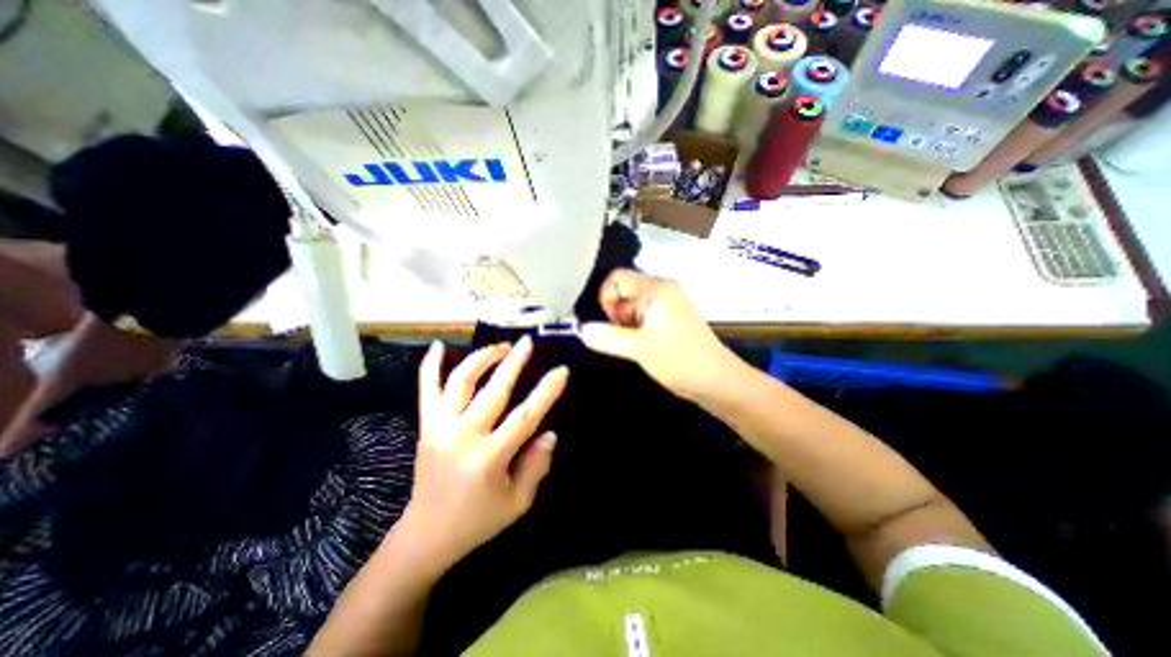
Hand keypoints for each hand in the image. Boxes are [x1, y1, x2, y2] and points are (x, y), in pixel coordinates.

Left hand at [402, 335, 567, 570]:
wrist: (426, 534)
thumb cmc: (478, 520)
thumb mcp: (518, 502)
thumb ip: (537, 465)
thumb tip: (549, 433)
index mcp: (489, 459)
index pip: (525, 416)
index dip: (547, 391)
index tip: (562, 371)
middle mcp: (463, 437)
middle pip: (494, 390)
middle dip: (514, 361)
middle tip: (528, 342)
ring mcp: (440, 428)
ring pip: (461, 381)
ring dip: (482, 358)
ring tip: (500, 346)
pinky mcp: (425, 426)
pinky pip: (426, 389)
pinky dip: (430, 365)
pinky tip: (439, 345)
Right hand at [575, 267, 728, 399]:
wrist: (717, 382)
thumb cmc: (680, 360)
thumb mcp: (639, 349)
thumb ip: (607, 337)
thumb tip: (582, 330)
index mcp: (657, 288)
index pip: (617, 278)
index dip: (606, 298)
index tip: (611, 324)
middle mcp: (661, 291)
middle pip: (623, 294)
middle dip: (616, 317)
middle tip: (625, 340)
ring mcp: (665, 306)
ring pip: (630, 309)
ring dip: (624, 328)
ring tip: (636, 347)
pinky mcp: (667, 321)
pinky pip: (640, 319)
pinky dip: (634, 332)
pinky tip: (641, 348)